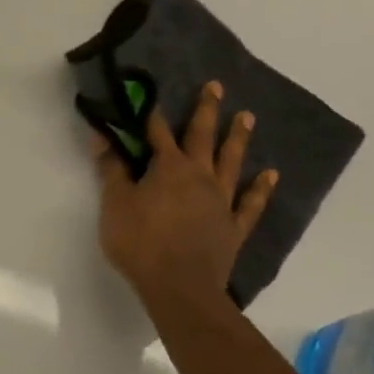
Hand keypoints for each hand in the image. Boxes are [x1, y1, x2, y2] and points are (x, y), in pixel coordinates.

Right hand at [93, 83, 276, 307]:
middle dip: (206, 110)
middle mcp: (200, 176)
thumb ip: (111, 170)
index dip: (152, 114)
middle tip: (216, 86)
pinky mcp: (233, 226)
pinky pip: (251, 203)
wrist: (179, 287)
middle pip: (202, 136)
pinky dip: (261, 188)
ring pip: (231, 162)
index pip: (157, 133)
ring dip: (238, 138)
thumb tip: (102, 137)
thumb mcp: (115, 205)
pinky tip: (271, 175)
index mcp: (168, 168)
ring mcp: (221, 200)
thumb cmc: (140, 243)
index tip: (151, 94)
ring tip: (246, 117)